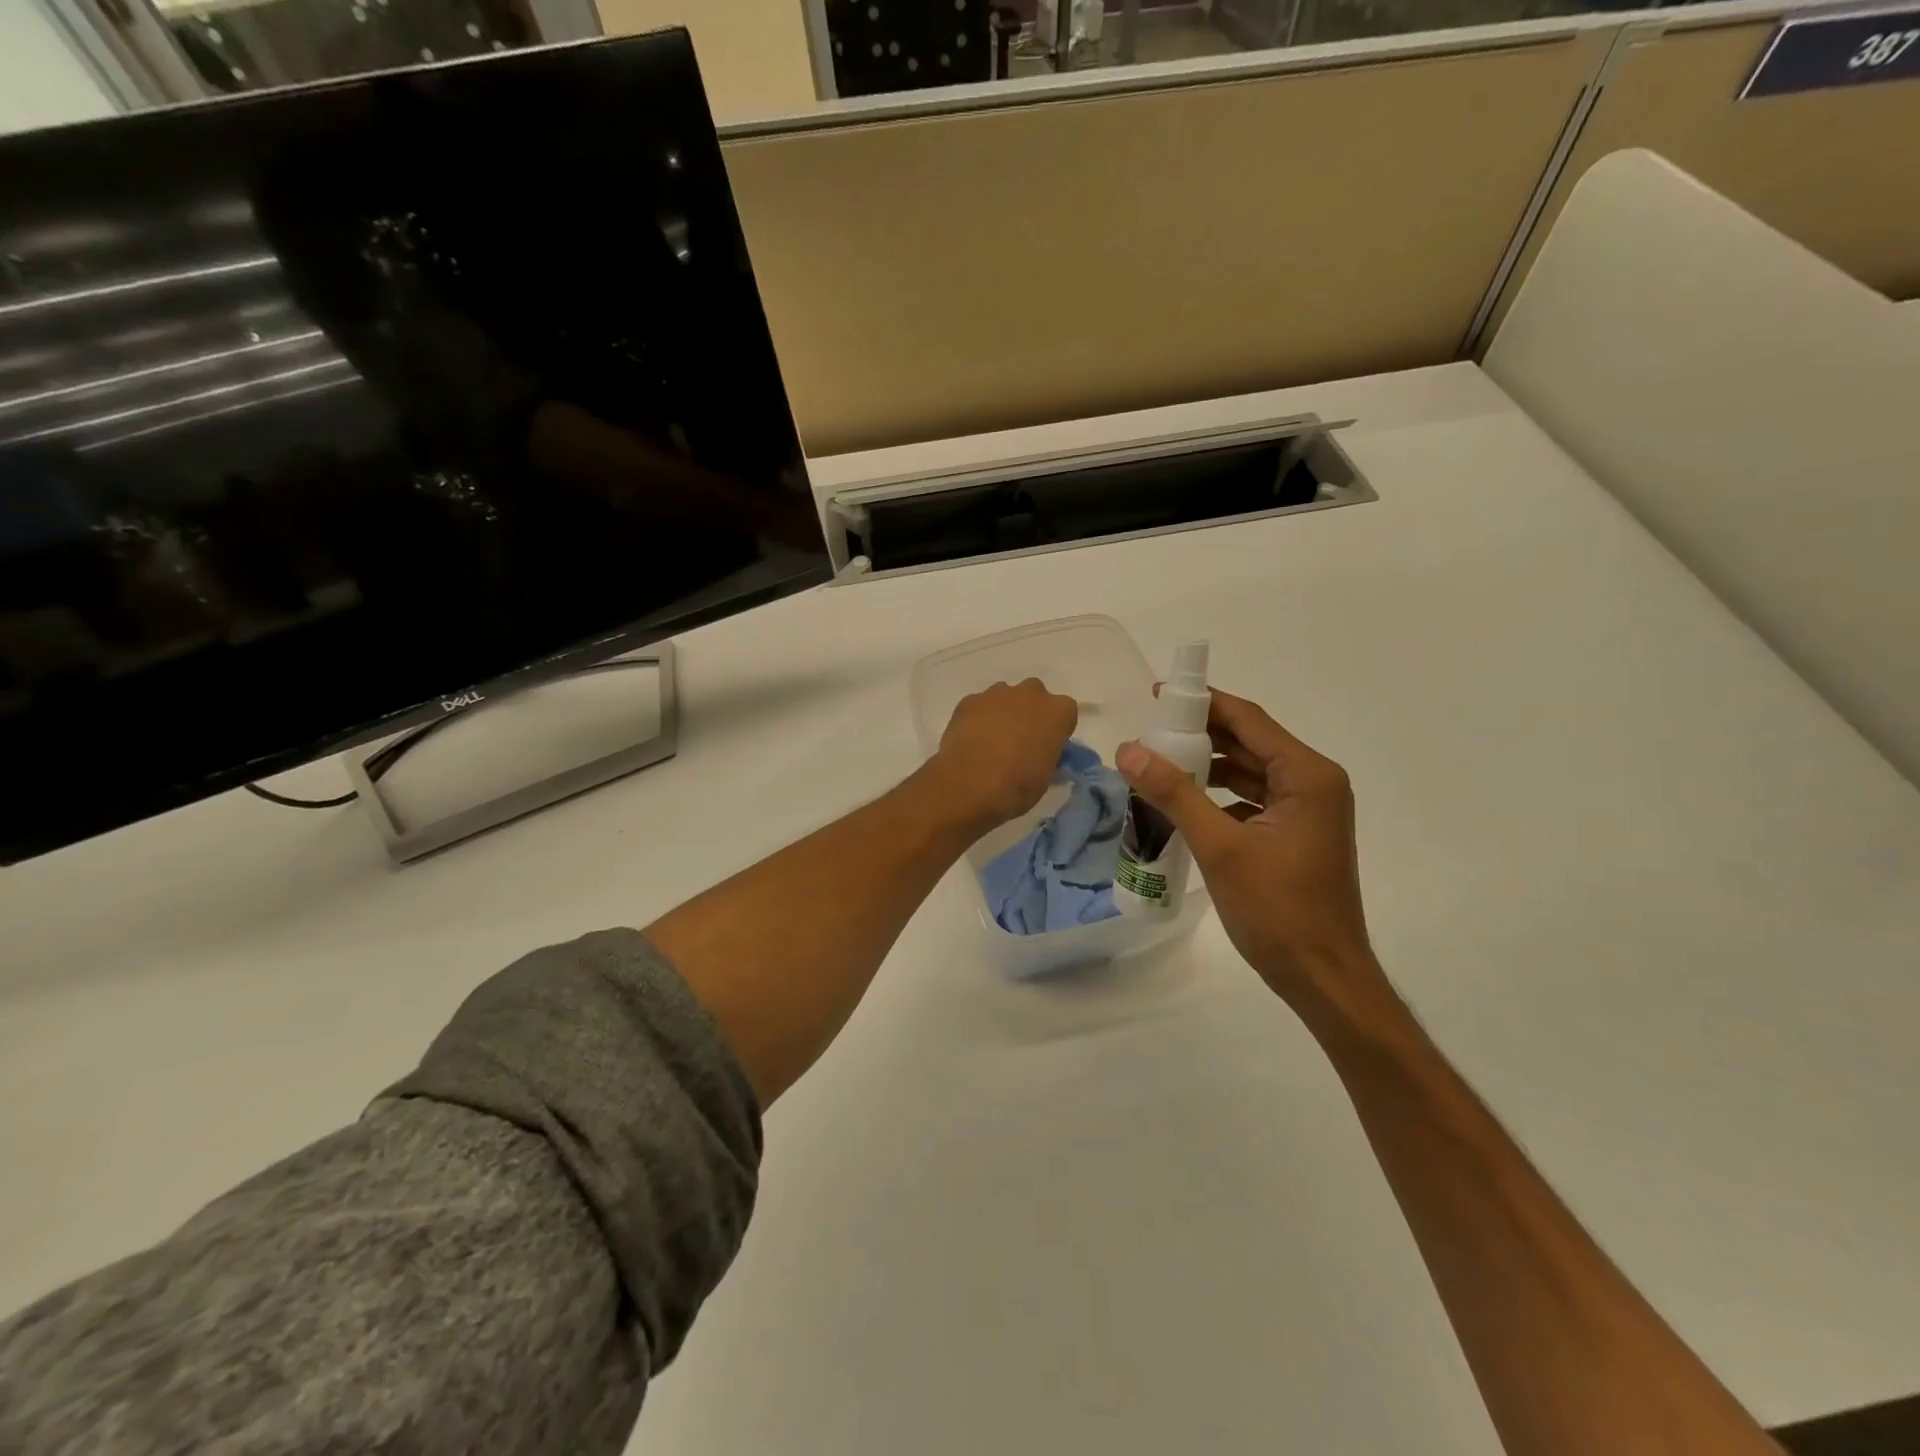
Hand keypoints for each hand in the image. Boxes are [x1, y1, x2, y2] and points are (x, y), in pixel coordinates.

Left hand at [931, 679, 1077, 827]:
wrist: (969, 785)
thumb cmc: (1017, 785)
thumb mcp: (1045, 777)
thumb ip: (1047, 756)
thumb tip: (1040, 755)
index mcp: (1058, 712)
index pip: (1065, 714)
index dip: (1056, 730)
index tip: (1047, 747)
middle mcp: (1031, 694)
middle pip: (1035, 697)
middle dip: (1030, 713)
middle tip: (1020, 741)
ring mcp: (997, 693)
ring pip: (1005, 697)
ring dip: (1003, 713)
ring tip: (992, 742)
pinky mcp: (969, 701)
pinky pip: (979, 706)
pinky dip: (978, 718)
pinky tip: (971, 741)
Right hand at [1116, 688, 1391, 1029]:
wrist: (1323, 978)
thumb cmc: (1278, 909)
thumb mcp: (1220, 847)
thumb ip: (1174, 794)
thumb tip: (1128, 750)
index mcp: (1307, 775)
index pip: (1249, 720)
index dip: (1203, 703)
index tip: (1156, 695)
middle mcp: (1313, 783)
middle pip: (1249, 743)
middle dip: (1200, 736)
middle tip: (1148, 733)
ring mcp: (1307, 811)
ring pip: (1248, 773)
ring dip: (1206, 768)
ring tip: (1157, 765)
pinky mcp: (1295, 835)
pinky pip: (1251, 801)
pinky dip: (1218, 797)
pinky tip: (1182, 804)